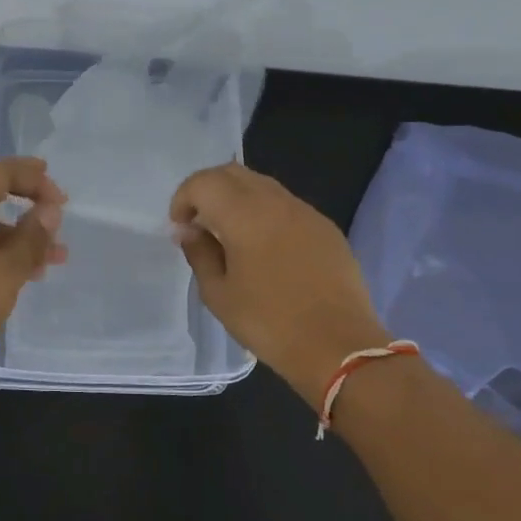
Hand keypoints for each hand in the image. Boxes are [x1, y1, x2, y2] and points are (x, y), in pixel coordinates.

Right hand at [170, 163, 387, 399]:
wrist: (339, 347)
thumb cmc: (269, 323)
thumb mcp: (219, 294)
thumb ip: (199, 253)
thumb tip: (189, 230)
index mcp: (244, 215)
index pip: (204, 182)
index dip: (183, 198)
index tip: (180, 227)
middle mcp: (276, 202)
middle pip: (233, 173)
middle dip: (208, 190)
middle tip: (199, 223)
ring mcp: (306, 212)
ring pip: (262, 185)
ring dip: (237, 198)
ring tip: (230, 234)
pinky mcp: (326, 228)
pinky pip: (287, 205)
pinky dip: (265, 212)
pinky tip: (265, 247)